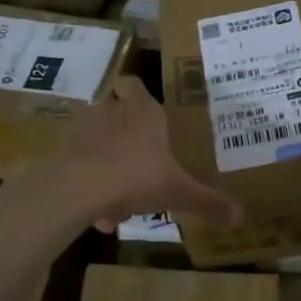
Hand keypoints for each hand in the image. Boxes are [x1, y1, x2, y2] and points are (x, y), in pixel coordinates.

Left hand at [51, 75, 239, 230]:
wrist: (77, 187)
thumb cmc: (137, 176)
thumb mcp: (179, 193)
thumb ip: (208, 203)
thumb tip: (241, 217)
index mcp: (142, 112)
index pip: (134, 84)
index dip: (137, 93)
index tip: (145, 110)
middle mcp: (110, 112)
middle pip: (112, 109)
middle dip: (122, 132)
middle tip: (137, 158)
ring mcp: (80, 130)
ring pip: (93, 140)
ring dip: (104, 162)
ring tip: (118, 200)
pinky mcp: (60, 152)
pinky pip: (77, 166)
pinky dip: (87, 186)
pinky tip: (98, 215)